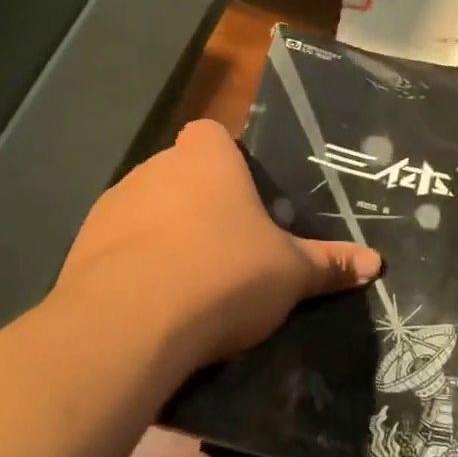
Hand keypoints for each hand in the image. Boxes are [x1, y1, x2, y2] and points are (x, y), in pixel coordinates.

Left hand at [54, 118, 381, 369]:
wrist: (132, 322)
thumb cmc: (226, 274)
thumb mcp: (290, 274)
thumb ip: (329, 264)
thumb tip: (376, 264)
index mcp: (205, 158)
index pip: (213, 135)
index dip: (227, 161)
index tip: (244, 201)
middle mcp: (154, 168)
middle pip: (181, 174)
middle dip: (199, 204)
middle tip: (227, 250)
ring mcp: (112, 205)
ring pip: (146, 211)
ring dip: (163, 235)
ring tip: (188, 284)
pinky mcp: (81, 246)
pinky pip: (117, 247)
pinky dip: (133, 266)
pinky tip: (153, 305)